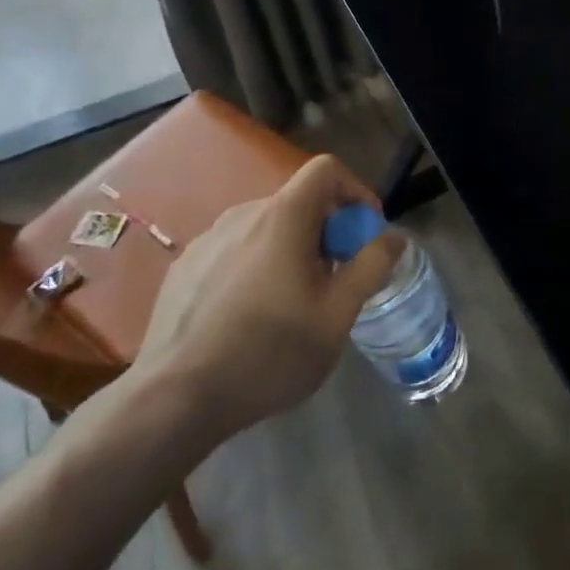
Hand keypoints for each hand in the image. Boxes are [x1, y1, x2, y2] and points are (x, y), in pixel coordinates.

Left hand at [130, 155, 402, 453]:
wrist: (174, 399)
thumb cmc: (269, 353)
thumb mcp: (336, 315)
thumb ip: (371, 266)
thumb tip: (394, 236)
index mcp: (283, 217)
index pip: (326, 169)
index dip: (355, 190)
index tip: (365, 231)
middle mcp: (242, 214)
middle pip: (298, 200)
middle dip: (327, 229)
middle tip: (336, 277)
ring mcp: (207, 240)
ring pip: (266, 227)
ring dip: (292, 248)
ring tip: (294, 300)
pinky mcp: (184, 267)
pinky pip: (235, 249)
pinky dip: (257, 264)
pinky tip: (251, 314)